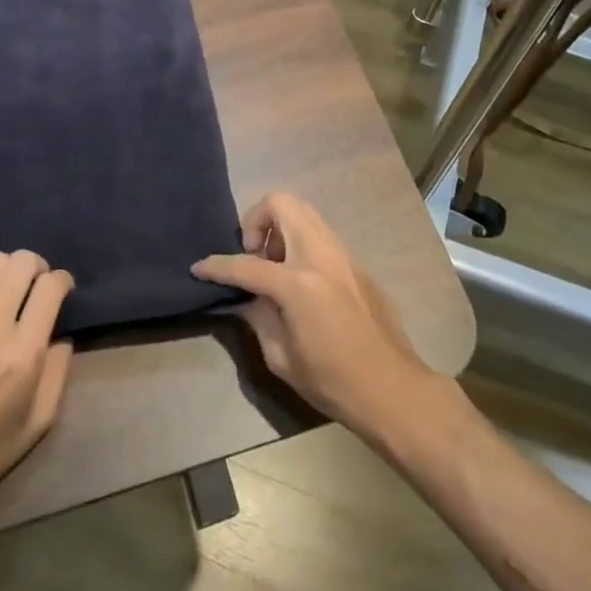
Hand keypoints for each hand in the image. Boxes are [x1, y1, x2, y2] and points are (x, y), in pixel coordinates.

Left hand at [0, 250, 73, 558]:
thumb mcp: (41, 420)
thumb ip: (59, 370)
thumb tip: (61, 334)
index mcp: (22, 354)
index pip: (50, 287)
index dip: (63, 281)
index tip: (64, 292)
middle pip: (21, 262)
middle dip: (38, 267)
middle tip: (38, 288)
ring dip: (9, 268)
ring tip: (10, 289)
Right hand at [193, 192, 436, 437]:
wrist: (391, 387)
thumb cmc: (332, 381)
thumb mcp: (281, 357)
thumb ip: (259, 317)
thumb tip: (248, 298)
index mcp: (297, 283)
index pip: (246, 264)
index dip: (217, 266)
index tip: (199, 267)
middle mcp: (320, 256)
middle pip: (282, 204)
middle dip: (257, 219)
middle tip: (253, 254)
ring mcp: (343, 255)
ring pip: (305, 213)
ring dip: (281, 228)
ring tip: (275, 267)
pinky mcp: (357, 263)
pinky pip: (322, 235)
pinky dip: (302, 243)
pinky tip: (301, 282)